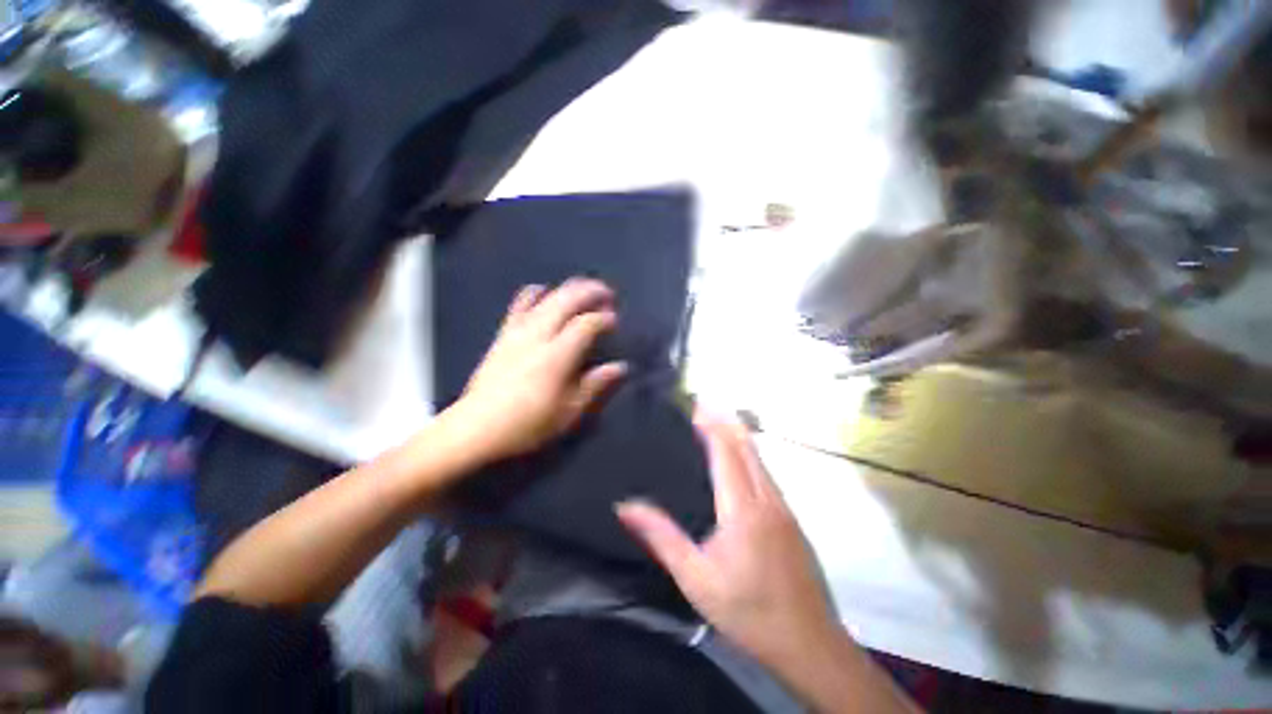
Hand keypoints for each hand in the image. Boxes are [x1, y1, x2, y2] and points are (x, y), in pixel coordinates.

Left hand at [445, 279, 627, 463]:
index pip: (586, 324)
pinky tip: (544, 293)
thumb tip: (621, 367)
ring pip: (547, 296)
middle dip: (591, 291)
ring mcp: (518, 331)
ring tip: (584, 291)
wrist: (476, 428)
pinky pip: (520, 303)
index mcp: (557, 356)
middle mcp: (538, 335)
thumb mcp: (569, 412)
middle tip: (608, 295)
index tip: (616, 322)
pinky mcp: (504, 333)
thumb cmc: (527, 425)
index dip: (605, 319)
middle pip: (567, 299)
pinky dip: (536, 293)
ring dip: (569, 289)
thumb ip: (595, 385)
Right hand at [616, 413, 839, 666]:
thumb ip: (661, 538)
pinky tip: (739, 460)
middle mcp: (767, 499)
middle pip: (747, 447)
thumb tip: (626, 506)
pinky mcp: (792, 519)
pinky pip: (766, 473)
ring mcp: (784, 507)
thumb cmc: (749, 612)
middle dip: (726, 420)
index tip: (696, 405)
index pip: (726, 451)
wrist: (811, 645)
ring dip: (739, 435)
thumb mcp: (696, 579)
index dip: (711, 425)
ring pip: (760, 458)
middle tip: (704, 404)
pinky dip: (749, 454)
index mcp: (743, 508)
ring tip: (717, 422)